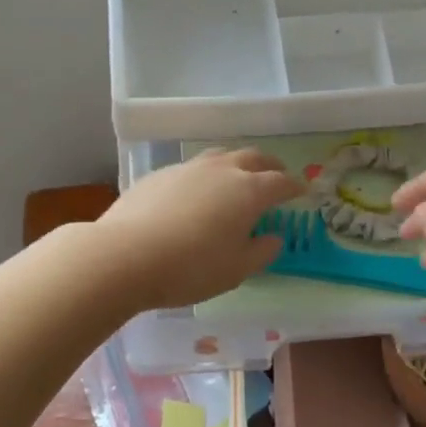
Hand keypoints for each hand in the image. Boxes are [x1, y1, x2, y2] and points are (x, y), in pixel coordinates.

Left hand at [94, 148, 302, 310]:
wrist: (125, 255)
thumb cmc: (190, 267)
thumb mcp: (235, 270)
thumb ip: (260, 252)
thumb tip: (273, 237)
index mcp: (248, 191)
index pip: (280, 182)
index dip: (294, 187)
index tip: (300, 192)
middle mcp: (221, 170)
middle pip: (253, 157)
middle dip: (269, 166)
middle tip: (276, 175)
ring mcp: (187, 168)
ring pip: (220, 156)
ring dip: (236, 164)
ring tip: (237, 177)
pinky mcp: (159, 174)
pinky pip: (191, 168)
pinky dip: (204, 176)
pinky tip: (196, 193)